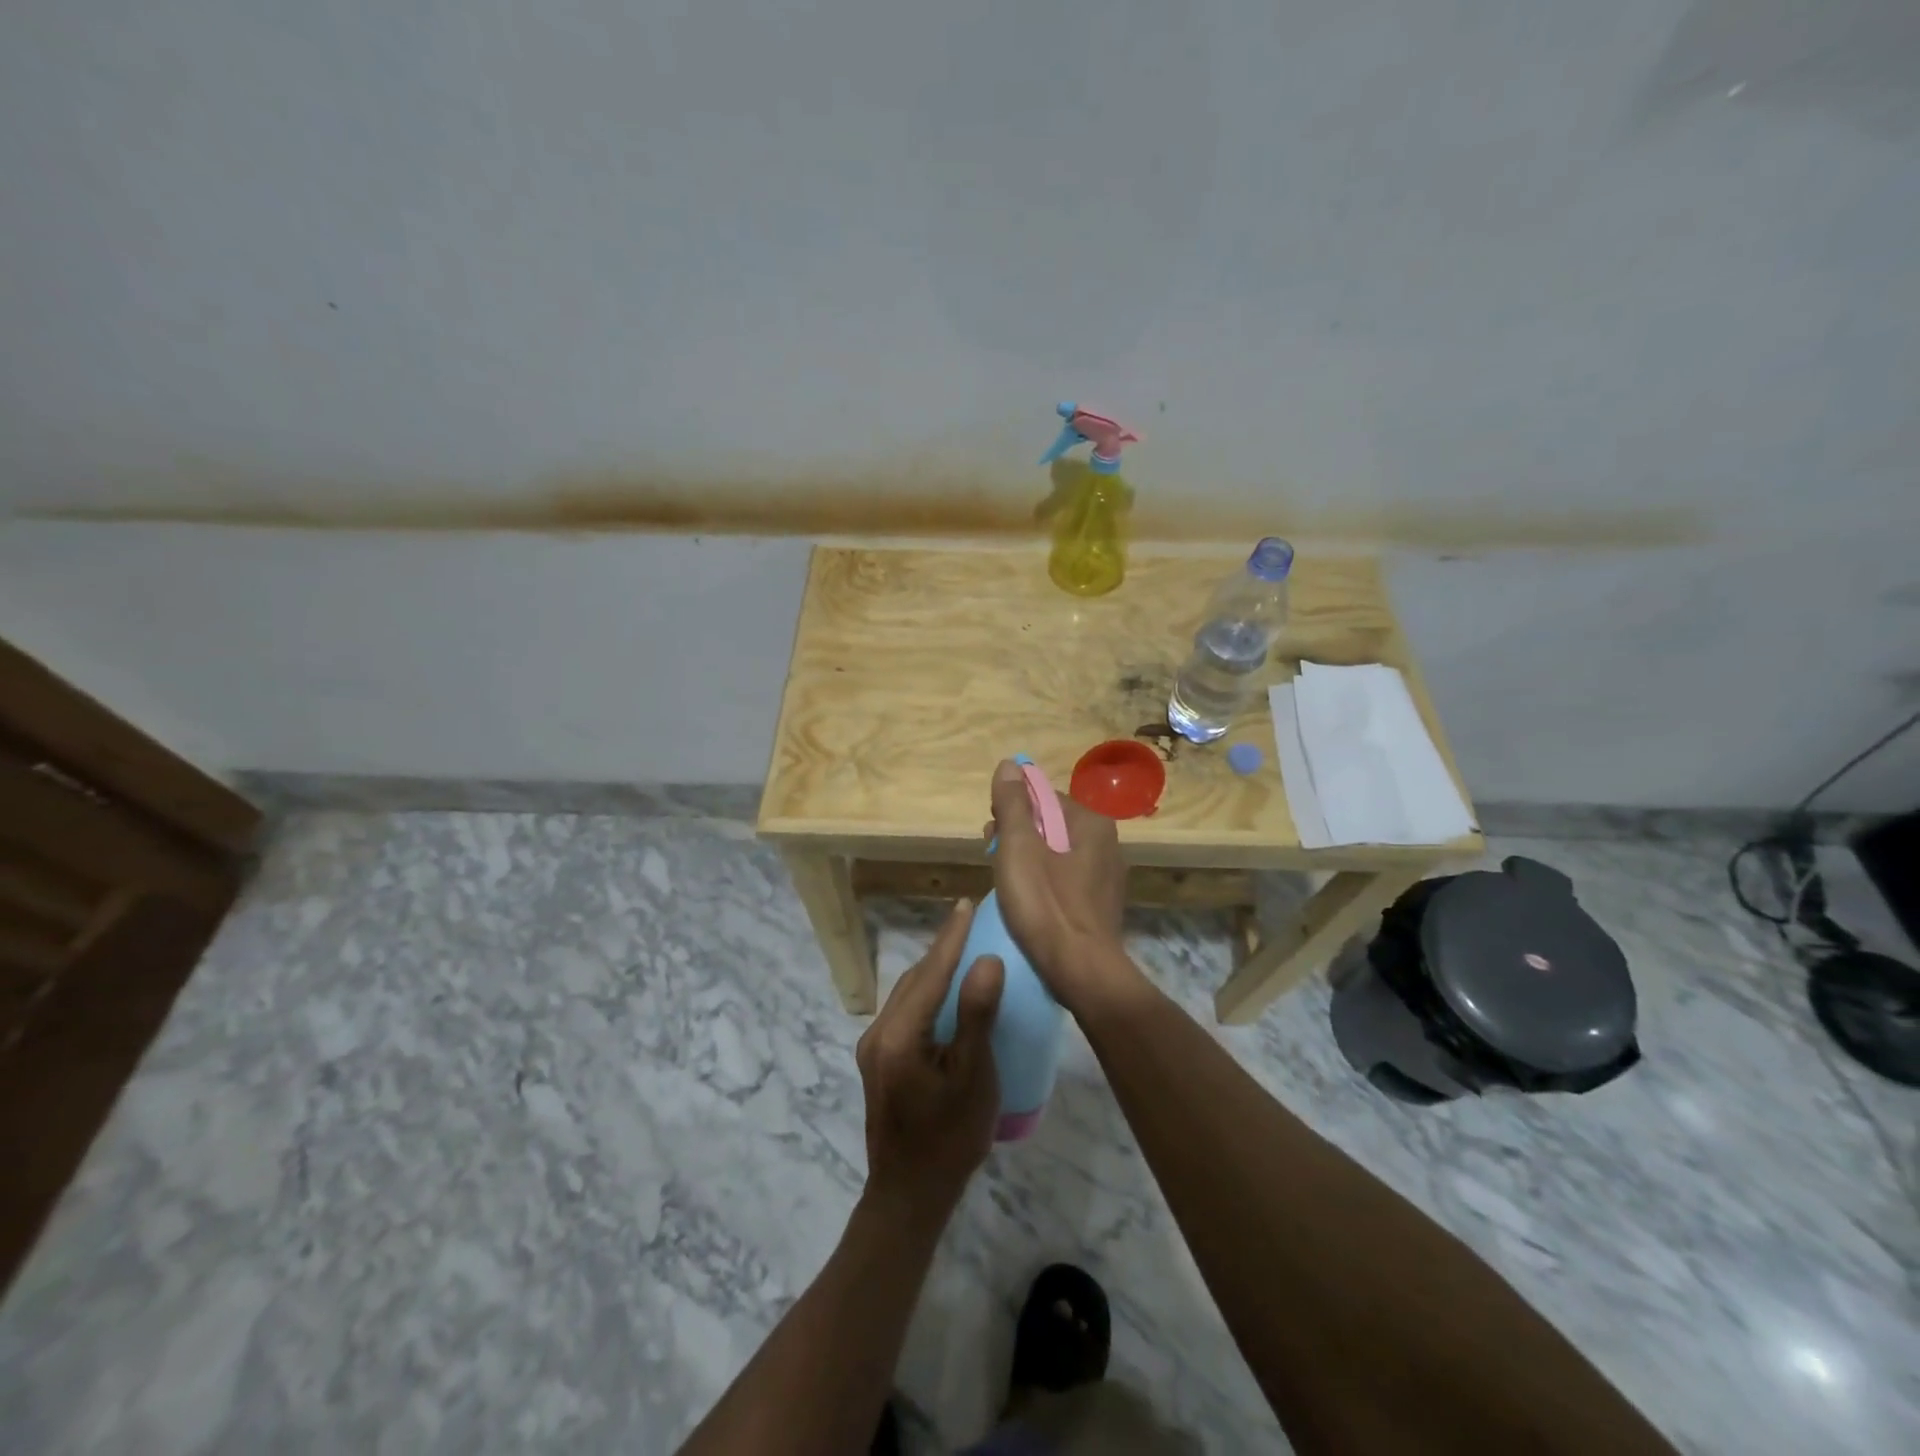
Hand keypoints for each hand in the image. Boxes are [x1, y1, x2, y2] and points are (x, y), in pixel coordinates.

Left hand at [855, 901, 1004, 1223]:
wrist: (908, 1197)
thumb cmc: (949, 1139)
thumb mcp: (972, 1078)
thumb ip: (976, 1017)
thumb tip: (986, 961)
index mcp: (898, 1035)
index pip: (930, 972)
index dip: (951, 937)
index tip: (966, 906)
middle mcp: (878, 1033)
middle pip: (914, 979)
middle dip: (942, 949)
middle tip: (969, 923)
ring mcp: (873, 1048)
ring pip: (907, 994)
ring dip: (933, 971)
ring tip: (962, 952)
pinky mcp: (878, 1061)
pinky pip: (904, 1012)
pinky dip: (926, 994)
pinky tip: (945, 996)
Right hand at [986, 759, 1136, 1016]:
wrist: (1081, 972)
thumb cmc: (1045, 904)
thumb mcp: (1018, 847)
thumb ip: (1013, 803)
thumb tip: (1010, 764)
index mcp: (1091, 822)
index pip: (1044, 797)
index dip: (1012, 810)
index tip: (991, 833)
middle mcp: (1107, 843)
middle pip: (1050, 824)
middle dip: (1018, 834)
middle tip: (992, 857)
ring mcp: (1107, 876)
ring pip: (1056, 853)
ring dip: (1028, 859)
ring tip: (1004, 881)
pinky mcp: (1101, 905)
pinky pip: (1065, 880)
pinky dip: (1044, 882)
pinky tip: (1028, 903)